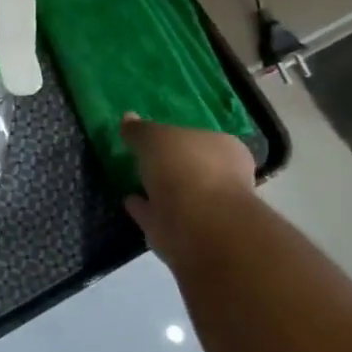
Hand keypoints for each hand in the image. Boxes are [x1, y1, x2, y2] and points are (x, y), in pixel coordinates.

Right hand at [120, 114, 257, 267]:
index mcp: (224, 148)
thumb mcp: (155, 137)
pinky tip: (128, 201)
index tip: (156, 137)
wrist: (198, 225)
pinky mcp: (185, 234)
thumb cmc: (185, 167)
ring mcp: (205, 209)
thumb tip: (127, 117)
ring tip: (132, 180)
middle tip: (143, 158)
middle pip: (191, 167)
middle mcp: (222, 178)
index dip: (179, 137)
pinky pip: (160, 215)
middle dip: (170, 165)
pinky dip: (145, 209)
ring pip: (177, 194)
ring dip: (158, 189)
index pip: (201, 138)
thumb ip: (140, 129)